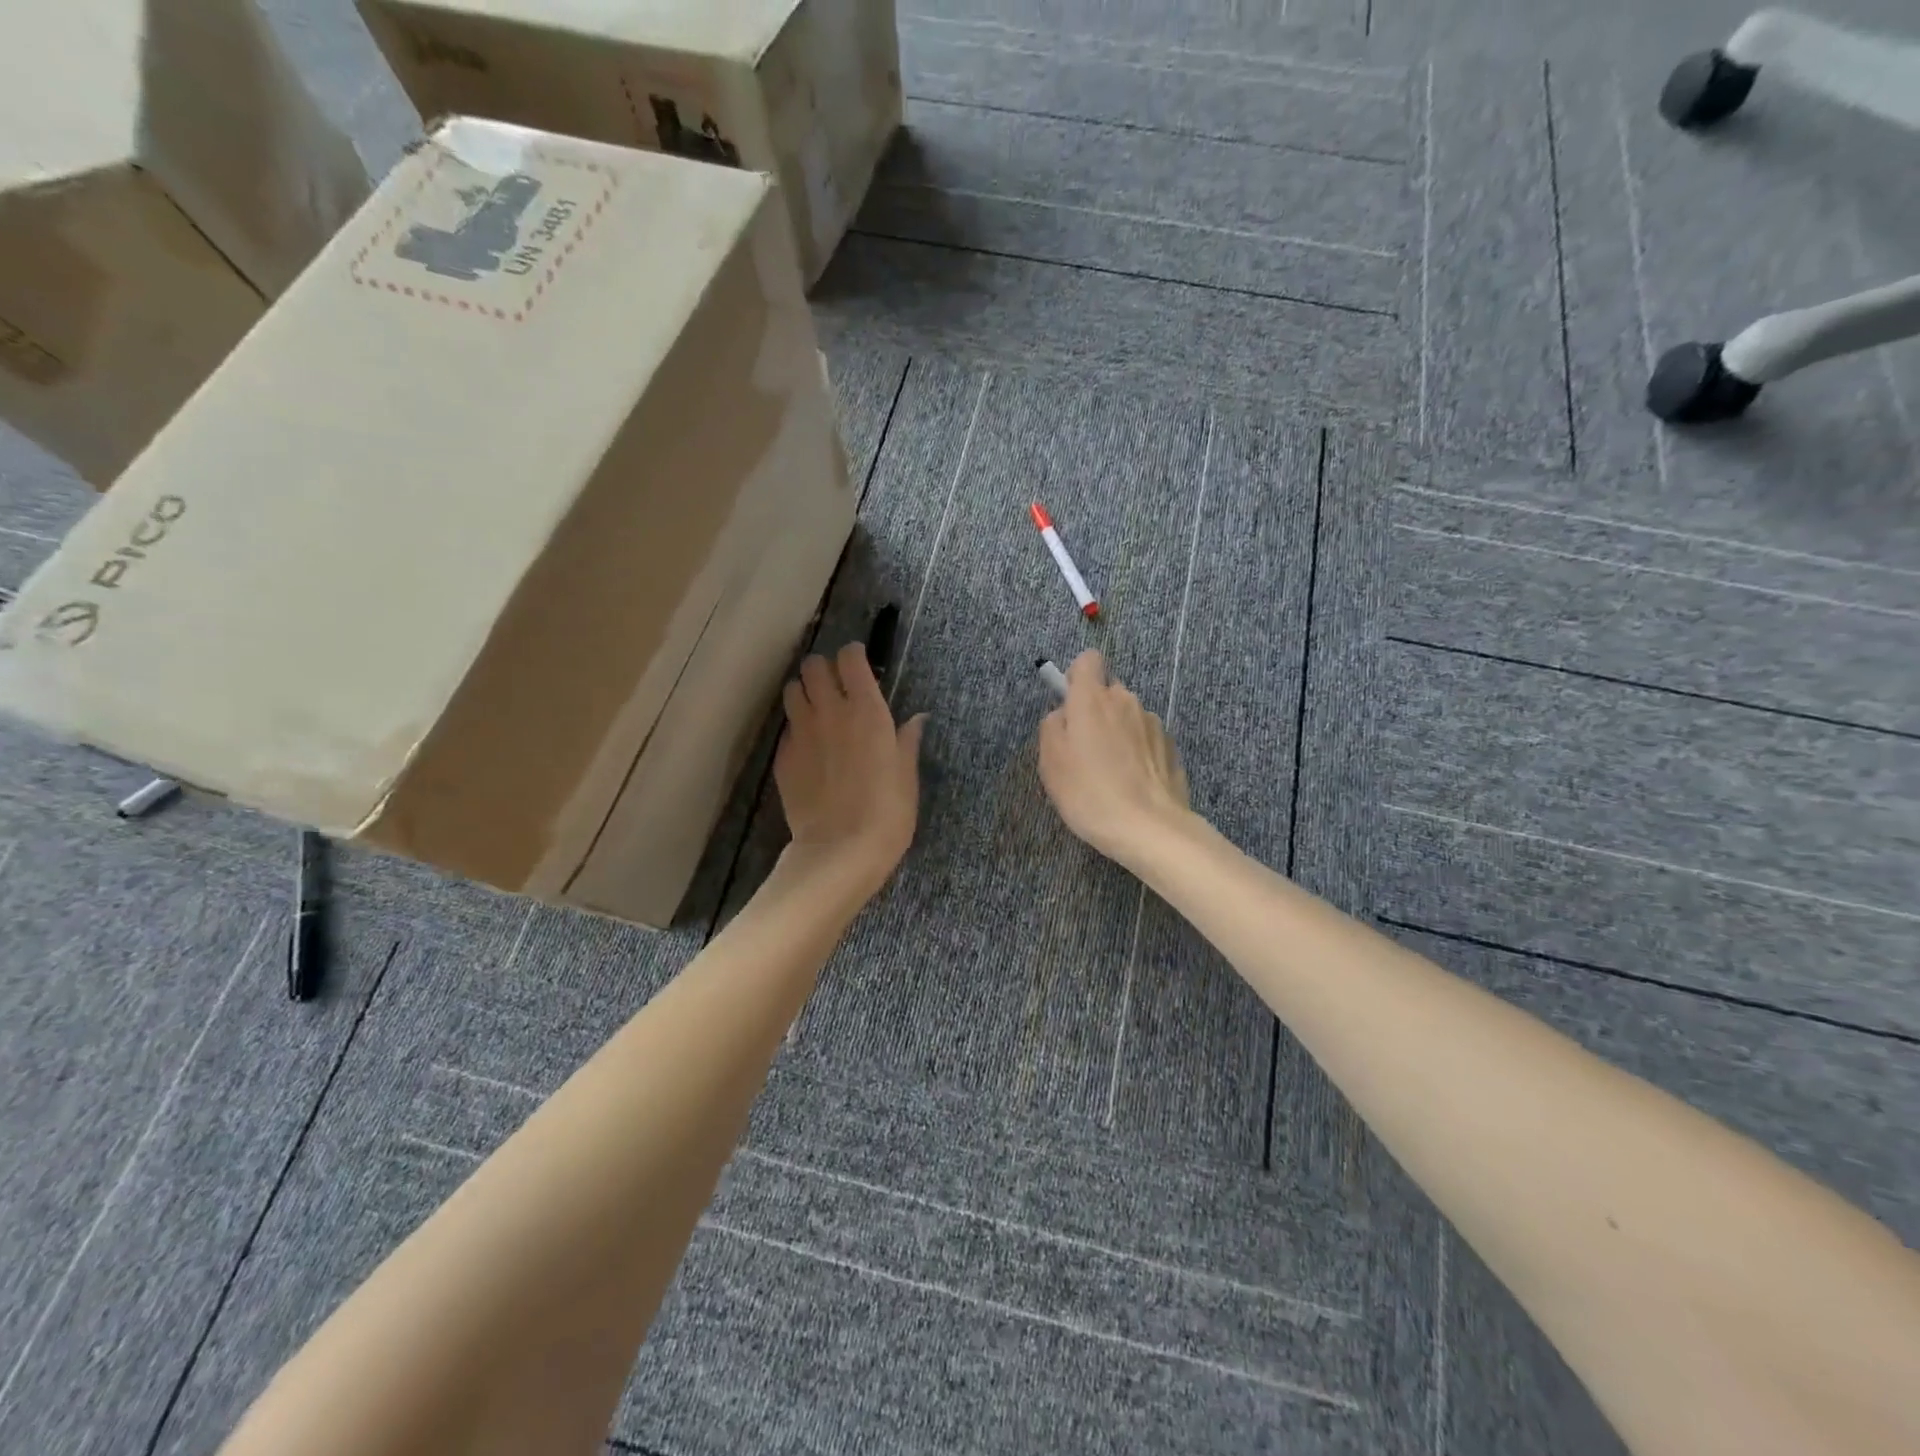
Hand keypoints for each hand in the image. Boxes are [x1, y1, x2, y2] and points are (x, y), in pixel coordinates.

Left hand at [775, 641, 925, 892]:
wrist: (840, 850)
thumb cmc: (887, 812)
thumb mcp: (907, 776)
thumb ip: (907, 742)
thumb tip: (916, 719)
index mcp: (866, 710)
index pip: (851, 658)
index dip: (854, 657)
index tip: (860, 667)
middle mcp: (829, 711)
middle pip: (813, 666)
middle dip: (824, 670)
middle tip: (836, 688)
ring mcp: (801, 733)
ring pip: (791, 690)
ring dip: (804, 693)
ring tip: (816, 711)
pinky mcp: (782, 757)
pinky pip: (786, 728)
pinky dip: (796, 729)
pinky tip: (809, 749)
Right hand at [1038, 650, 1190, 865]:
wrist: (1149, 827)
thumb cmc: (1089, 792)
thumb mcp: (1050, 761)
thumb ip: (1052, 726)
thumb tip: (1063, 714)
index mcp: (1093, 699)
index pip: (1088, 660)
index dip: (1077, 677)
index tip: (1070, 705)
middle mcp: (1126, 701)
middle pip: (1108, 692)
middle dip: (1096, 712)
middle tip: (1084, 751)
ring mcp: (1153, 723)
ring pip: (1128, 717)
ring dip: (1118, 734)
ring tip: (1110, 774)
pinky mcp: (1171, 747)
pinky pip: (1146, 740)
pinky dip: (1137, 754)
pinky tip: (1132, 785)